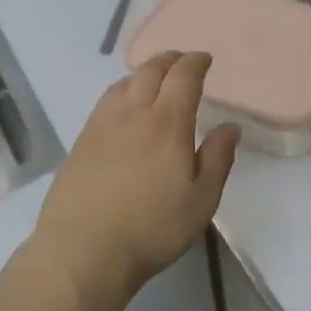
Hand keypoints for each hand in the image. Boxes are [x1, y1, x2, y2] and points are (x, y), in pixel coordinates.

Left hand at [32, 51, 240, 306]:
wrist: (83, 251)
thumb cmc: (152, 228)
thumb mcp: (201, 199)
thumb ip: (218, 157)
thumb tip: (230, 126)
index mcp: (167, 122)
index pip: (183, 77)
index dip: (196, 62)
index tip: (205, 59)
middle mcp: (133, 113)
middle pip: (150, 71)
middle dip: (169, 60)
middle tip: (181, 61)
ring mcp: (101, 126)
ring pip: (123, 84)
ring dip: (143, 73)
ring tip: (153, 79)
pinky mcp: (80, 143)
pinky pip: (104, 102)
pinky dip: (121, 91)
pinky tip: (123, 108)